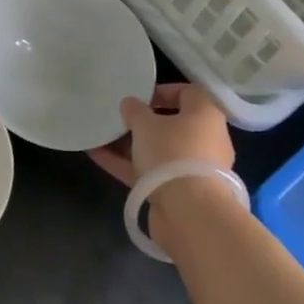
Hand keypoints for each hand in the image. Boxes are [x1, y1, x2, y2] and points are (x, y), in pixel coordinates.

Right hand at [87, 83, 234, 187]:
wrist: (189, 212)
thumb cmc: (172, 153)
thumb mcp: (146, 125)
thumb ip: (135, 111)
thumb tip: (130, 103)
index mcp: (206, 115)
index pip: (187, 93)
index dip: (161, 91)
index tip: (137, 96)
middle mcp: (204, 139)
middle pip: (171, 124)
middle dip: (142, 122)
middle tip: (118, 117)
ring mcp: (191, 168)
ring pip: (158, 151)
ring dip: (130, 144)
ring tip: (101, 136)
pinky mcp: (178, 191)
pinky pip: (150, 172)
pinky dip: (127, 164)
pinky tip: (97, 156)